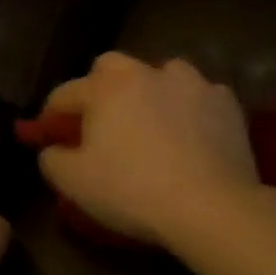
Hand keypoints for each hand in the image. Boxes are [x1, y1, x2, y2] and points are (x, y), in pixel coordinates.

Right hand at [39, 53, 262, 247]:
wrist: (211, 207)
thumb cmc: (133, 191)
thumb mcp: (74, 183)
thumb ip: (52, 159)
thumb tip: (52, 148)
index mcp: (104, 87)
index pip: (65, 93)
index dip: (52, 115)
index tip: (49, 135)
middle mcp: (144, 72)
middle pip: (112, 67)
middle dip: (100, 87)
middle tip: (102, 120)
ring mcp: (190, 82)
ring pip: (161, 73)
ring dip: (151, 90)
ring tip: (152, 121)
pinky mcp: (225, 101)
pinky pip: (199, 96)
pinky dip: (191, 109)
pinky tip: (193, 133)